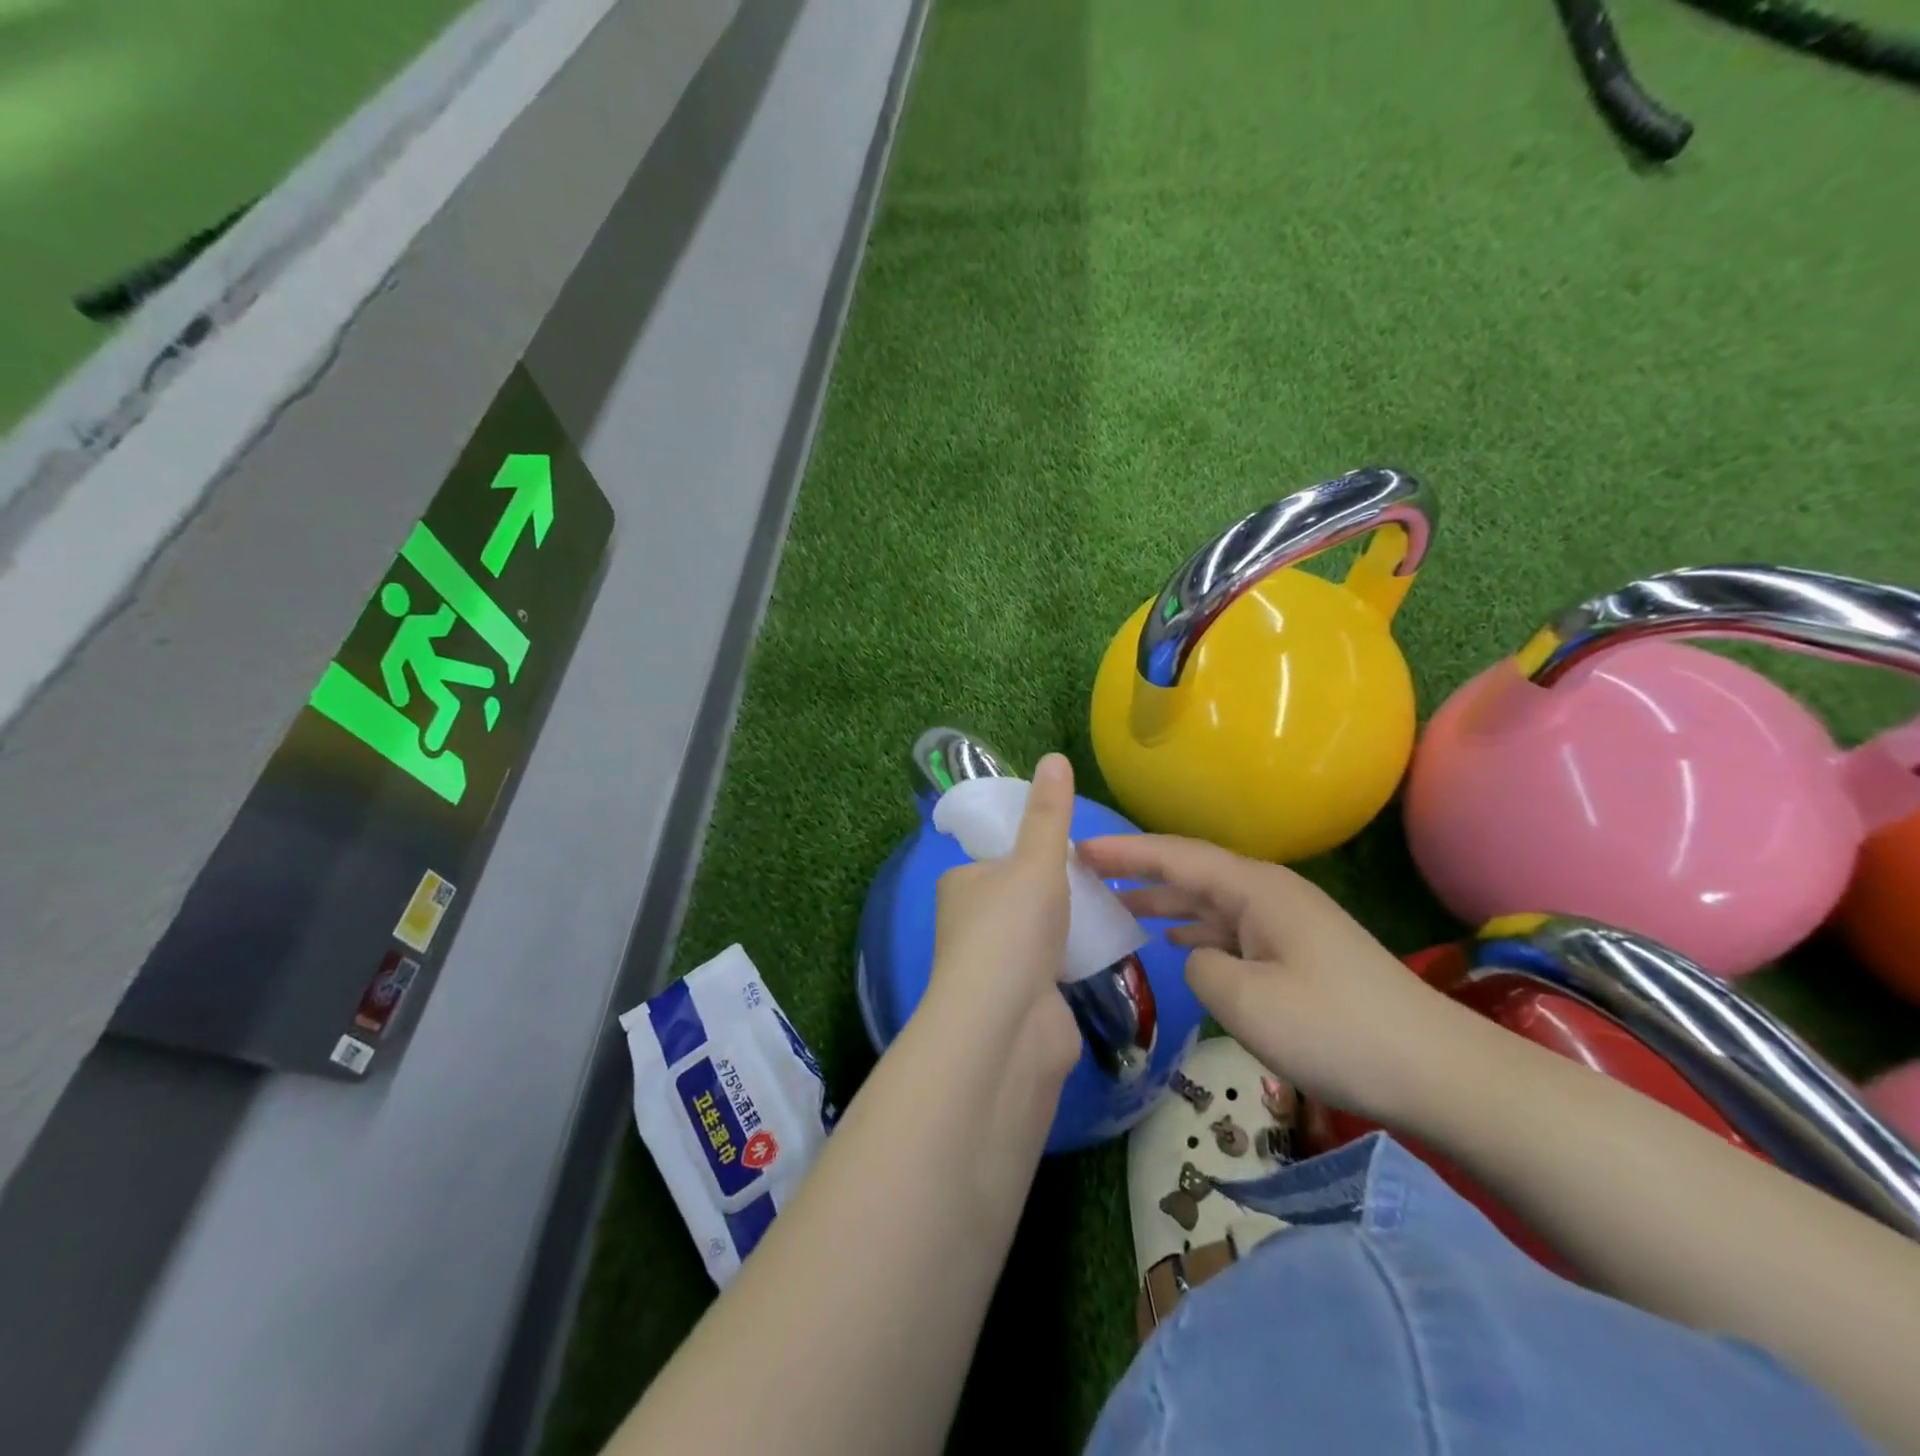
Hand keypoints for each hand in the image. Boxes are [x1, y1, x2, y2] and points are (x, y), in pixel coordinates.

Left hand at [921, 754, 1082, 1082]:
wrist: (1007, 1027)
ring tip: (1108, 911)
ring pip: (1038, 933)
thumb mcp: (1036, 861)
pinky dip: (1074, 961)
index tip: (1070, 850)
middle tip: (1097, 882)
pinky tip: (1103, 952)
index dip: (1032, 851)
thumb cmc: (1013, 929)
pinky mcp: (1022, 1001)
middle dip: (1056, 892)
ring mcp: (995, 966)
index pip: (998, 856)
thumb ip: (1049, 814)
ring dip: (1067, 927)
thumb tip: (1054, 757)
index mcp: (961, 884)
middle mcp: (970, 923)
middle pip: (1021, 896)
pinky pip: (1053, 969)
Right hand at [1077, 833, 1484, 1122]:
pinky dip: (1197, 930)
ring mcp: (1287, 923)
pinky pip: (1232, 928)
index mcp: (1256, 889)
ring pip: (1211, 901)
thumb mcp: (1246, 1000)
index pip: (1177, 856)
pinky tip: (1177, 941)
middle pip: (1192, 871)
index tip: (1079, 849)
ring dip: (1166, 901)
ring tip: (1119, 905)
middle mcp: (1270, 894)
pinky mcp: (1298, 953)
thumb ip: (1201, 966)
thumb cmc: (1336, 1029)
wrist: (1438, 1071)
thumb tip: (1198, 957)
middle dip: (1140, 870)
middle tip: (1088, 874)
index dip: (1126, 851)